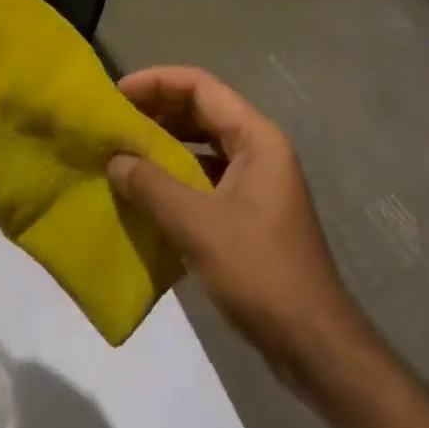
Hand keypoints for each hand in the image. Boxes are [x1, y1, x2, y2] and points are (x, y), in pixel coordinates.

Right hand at [108, 66, 364, 379]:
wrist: (314, 345)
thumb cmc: (260, 273)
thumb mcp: (198, 227)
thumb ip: (152, 187)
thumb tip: (114, 159)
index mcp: (256, 138)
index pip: (201, 86)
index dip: (157, 82)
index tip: (117, 93)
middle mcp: (259, 149)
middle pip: (202, 110)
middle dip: (157, 111)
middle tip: (113, 122)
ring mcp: (257, 182)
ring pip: (203, 144)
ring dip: (164, 144)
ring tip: (122, 152)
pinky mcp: (250, 212)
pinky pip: (207, 176)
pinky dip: (176, 176)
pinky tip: (146, 193)